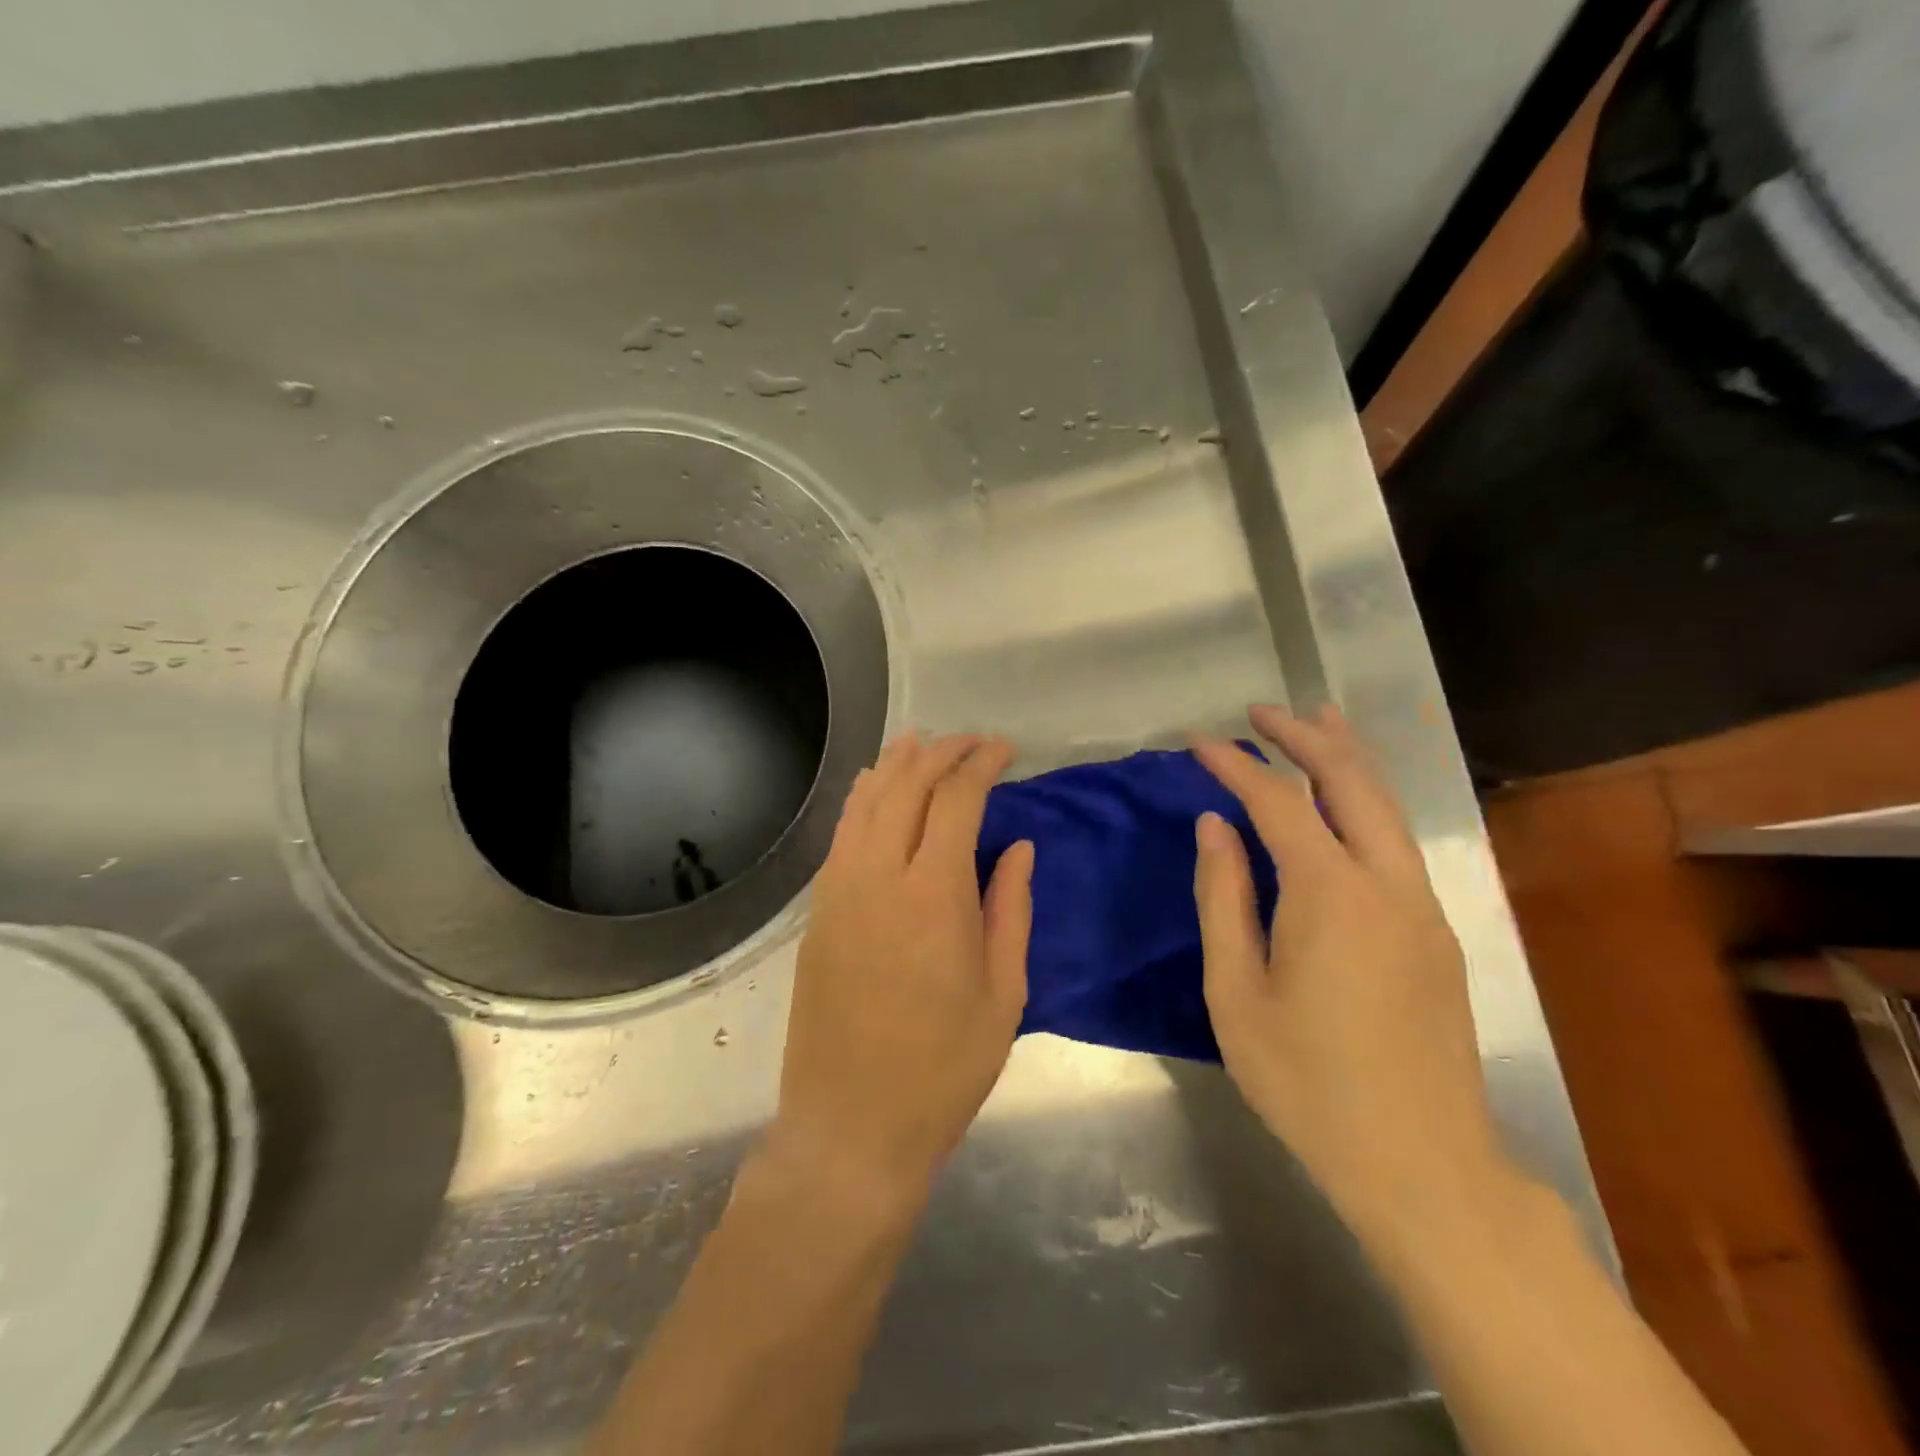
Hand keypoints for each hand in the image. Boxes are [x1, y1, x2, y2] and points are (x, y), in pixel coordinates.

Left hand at [769, 733, 1034, 1218]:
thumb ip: (1009, 908)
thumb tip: (1017, 846)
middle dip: (943, 752)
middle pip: (907, 785)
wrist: (852, 1126)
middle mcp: (878, 876)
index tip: (1005, 750)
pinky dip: (863, 799)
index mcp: (933, 895)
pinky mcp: (818, 911)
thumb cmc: (944, 1068)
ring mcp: (838, 891)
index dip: (982, 763)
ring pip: (866, 801)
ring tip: (924, 743)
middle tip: (974, 743)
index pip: (956, 799)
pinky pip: (842, 834)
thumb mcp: (1003, 993)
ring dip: (897, 764)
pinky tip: (876, 788)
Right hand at [1190, 705, 1512, 1245]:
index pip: (1278, 802)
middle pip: (1350, 781)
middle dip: (1304, 736)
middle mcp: (1387, 884)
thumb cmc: (1307, 1083)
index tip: (1198, 742)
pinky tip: (1347, 800)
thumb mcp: (1236, 994)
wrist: (1422, 1164)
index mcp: (1330, 896)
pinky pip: (1398, 842)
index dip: (1235, 765)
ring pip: (1387, 806)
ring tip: (1316, 720)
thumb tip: (1215, 827)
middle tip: (1260, 712)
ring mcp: (1422, 906)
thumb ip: (1223, 899)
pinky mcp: (1437, 932)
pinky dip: (1368, 800)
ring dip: (1347, 757)